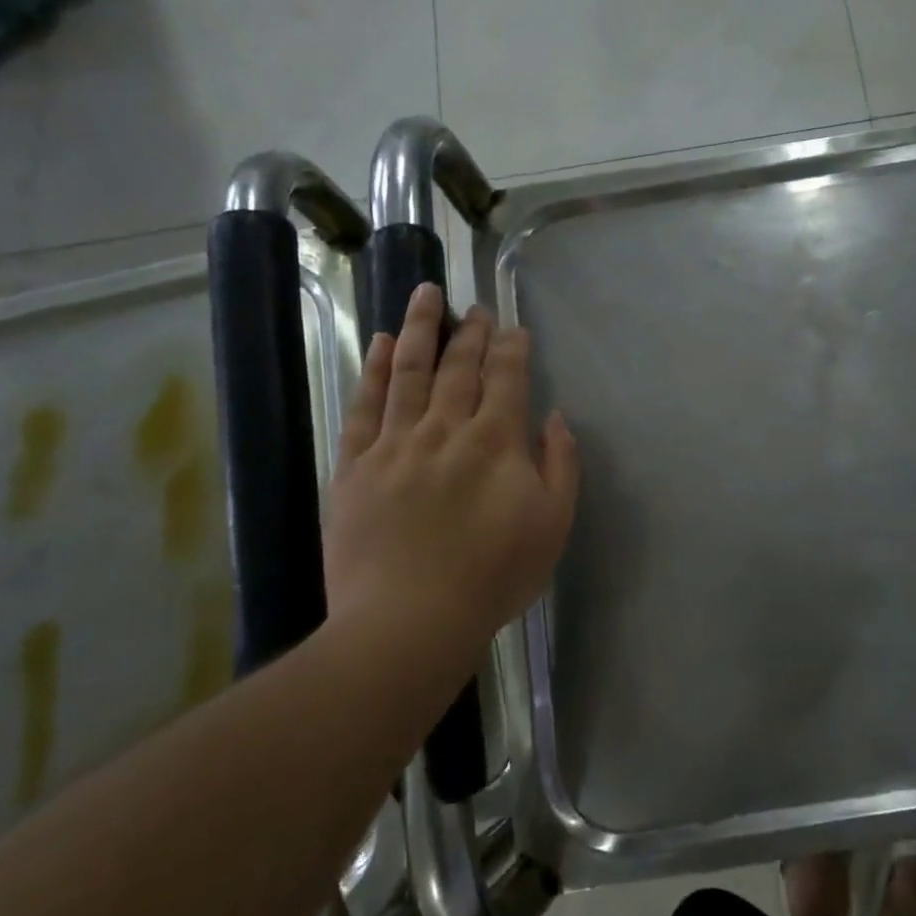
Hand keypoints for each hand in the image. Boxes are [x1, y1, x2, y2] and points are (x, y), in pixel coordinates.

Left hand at [322, 284, 577, 687]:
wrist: (410, 619)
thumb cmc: (494, 576)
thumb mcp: (553, 525)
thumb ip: (560, 465)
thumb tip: (554, 418)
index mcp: (496, 442)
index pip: (506, 379)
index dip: (512, 349)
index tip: (514, 328)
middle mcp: (446, 429)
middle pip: (459, 367)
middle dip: (471, 333)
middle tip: (475, 307)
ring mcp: (396, 444)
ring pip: (409, 372)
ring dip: (420, 330)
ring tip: (425, 296)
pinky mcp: (356, 466)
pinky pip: (365, 406)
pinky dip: (374, 371)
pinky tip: (381, 346)